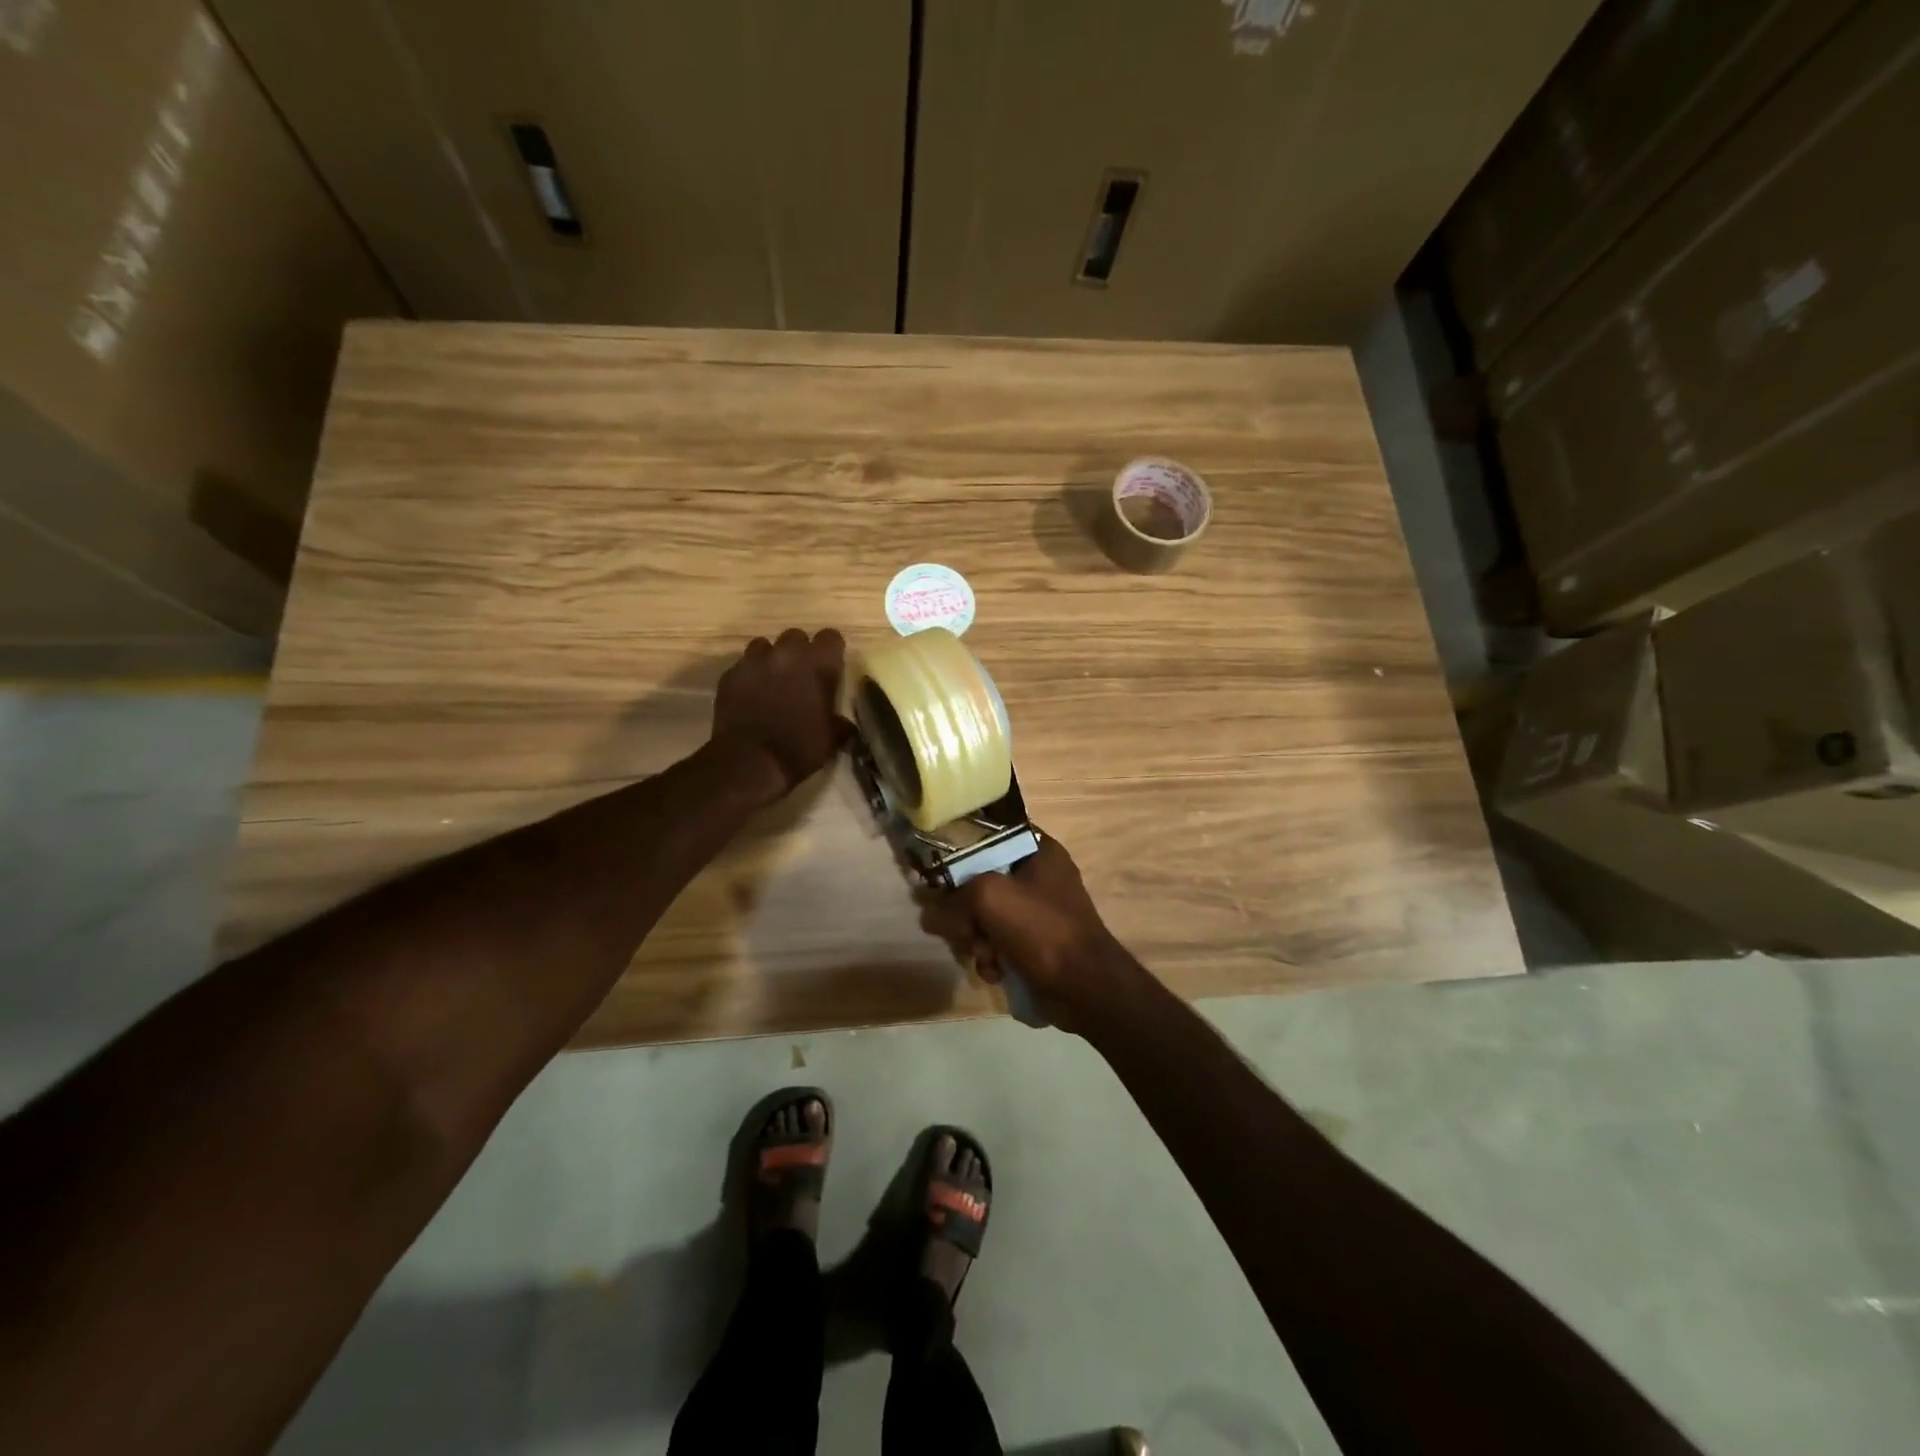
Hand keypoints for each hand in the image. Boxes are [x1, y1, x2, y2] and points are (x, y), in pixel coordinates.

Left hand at [711, 628, 848, 799]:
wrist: (750, 762)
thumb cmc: (799, 748)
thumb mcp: (832, 738)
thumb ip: (840, 722)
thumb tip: (845, 723)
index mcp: (818, 663)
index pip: (831, 636)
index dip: (831, 651)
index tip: (830, 667)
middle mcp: (787, 653)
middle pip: (796, 636)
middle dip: (799, 652)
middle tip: (801, 676)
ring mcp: (754, 661)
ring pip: (765, 646)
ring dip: (771, 660)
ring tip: (772, 682)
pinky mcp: (730, 674)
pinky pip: (743, 666)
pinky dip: (749, 676)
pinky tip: (750, 696)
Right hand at [928, 837, 1141, 1035]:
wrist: (1085, 988)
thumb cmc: (1041, 929)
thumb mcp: (989, 896)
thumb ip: (954, 894)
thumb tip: (930, 906)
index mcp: (1038, 850)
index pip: (988, 836)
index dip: (959, 852)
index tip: (938, 874)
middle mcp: (1038, 876)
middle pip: (980, 881)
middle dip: (965, 910)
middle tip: (964, 927)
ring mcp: (1037, 912)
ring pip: (984, 916)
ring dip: (976, 938)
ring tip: (983, 954)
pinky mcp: (1034, 944)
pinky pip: (997, 942)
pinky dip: (991, 957)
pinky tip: (995, 971)